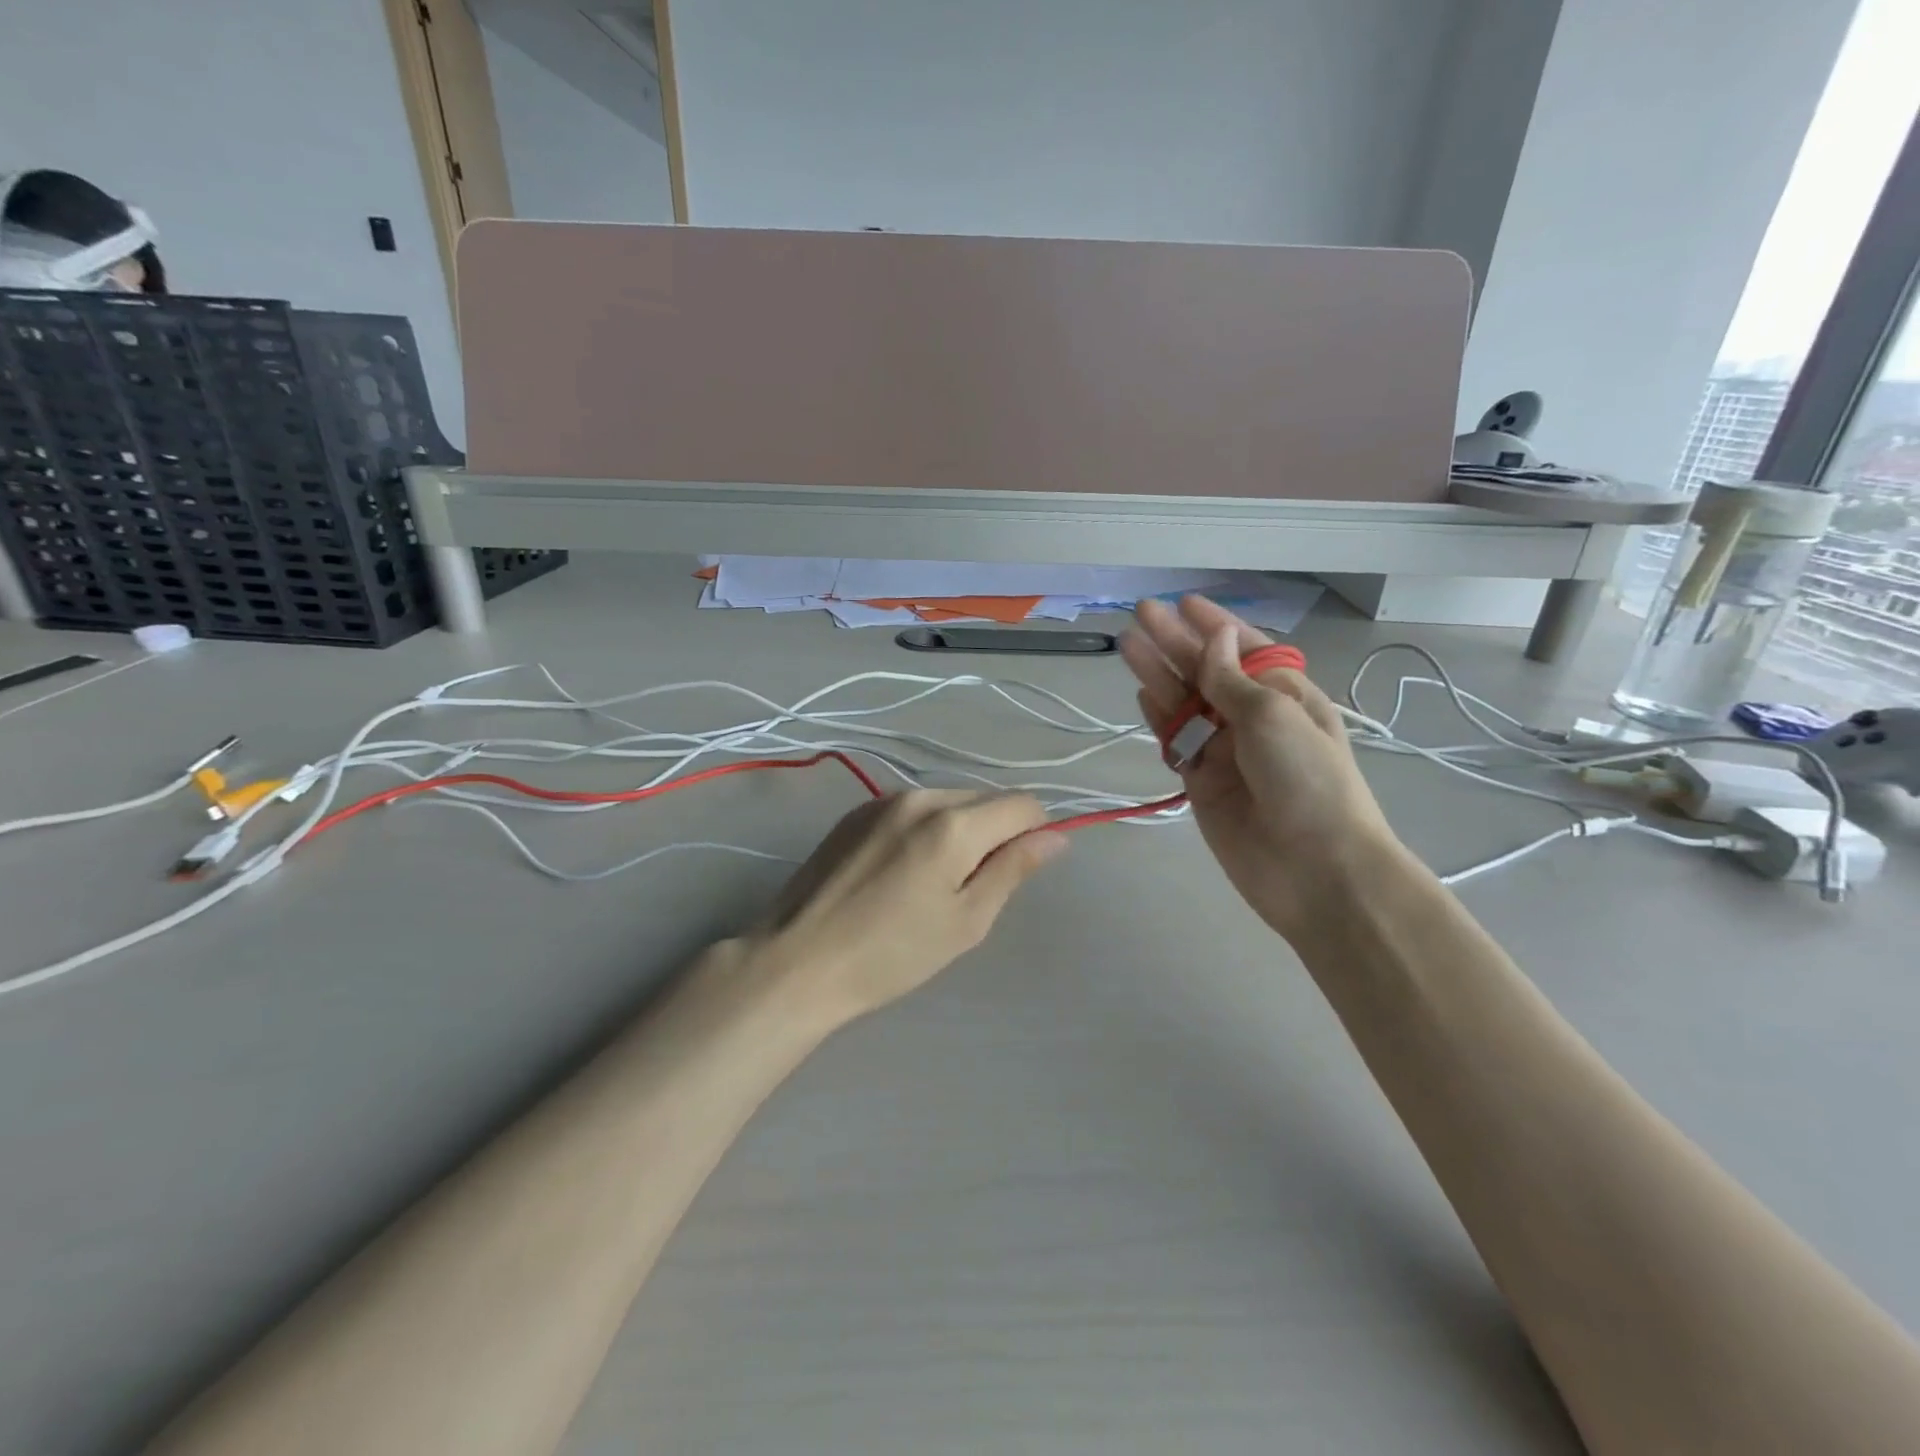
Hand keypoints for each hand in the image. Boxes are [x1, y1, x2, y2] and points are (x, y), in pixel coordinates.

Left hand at [747, 790, 1068, 1021]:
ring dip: (959, 829)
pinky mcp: (855, 811)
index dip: (1034, 834)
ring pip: (947, 800)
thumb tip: (1055, 837)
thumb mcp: (966, 922)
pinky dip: (924, 829)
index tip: (1016, 871)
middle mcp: (920, 796)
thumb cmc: (891, 954)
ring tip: (931, 882)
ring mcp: (883, 799)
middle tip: (970, 888)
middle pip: (984, 799)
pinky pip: (912, 807)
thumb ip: (1012, 870)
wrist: (797, 961)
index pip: (1022, 805)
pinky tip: (900, 871)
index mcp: (953, 824)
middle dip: (995, 832)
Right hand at [1119, 596, 1398, 937]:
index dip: (1215, 626)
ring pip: (1184, 703)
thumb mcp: (1273, 715)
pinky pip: (1175, 741)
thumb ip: (1232, 678)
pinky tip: (1141, 692)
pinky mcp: (1201, 781)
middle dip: (1175, 642)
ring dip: (1158, 673)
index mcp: (1286, 695)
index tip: (1184, 603)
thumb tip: (1216, 639)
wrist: (1314, 868)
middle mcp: (1253, 718)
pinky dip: (1159, 717)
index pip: (1245, 649)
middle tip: (1141, 613)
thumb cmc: (1306, 779)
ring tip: (1126, 643)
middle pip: (1207, 671)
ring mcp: (1225, 750)